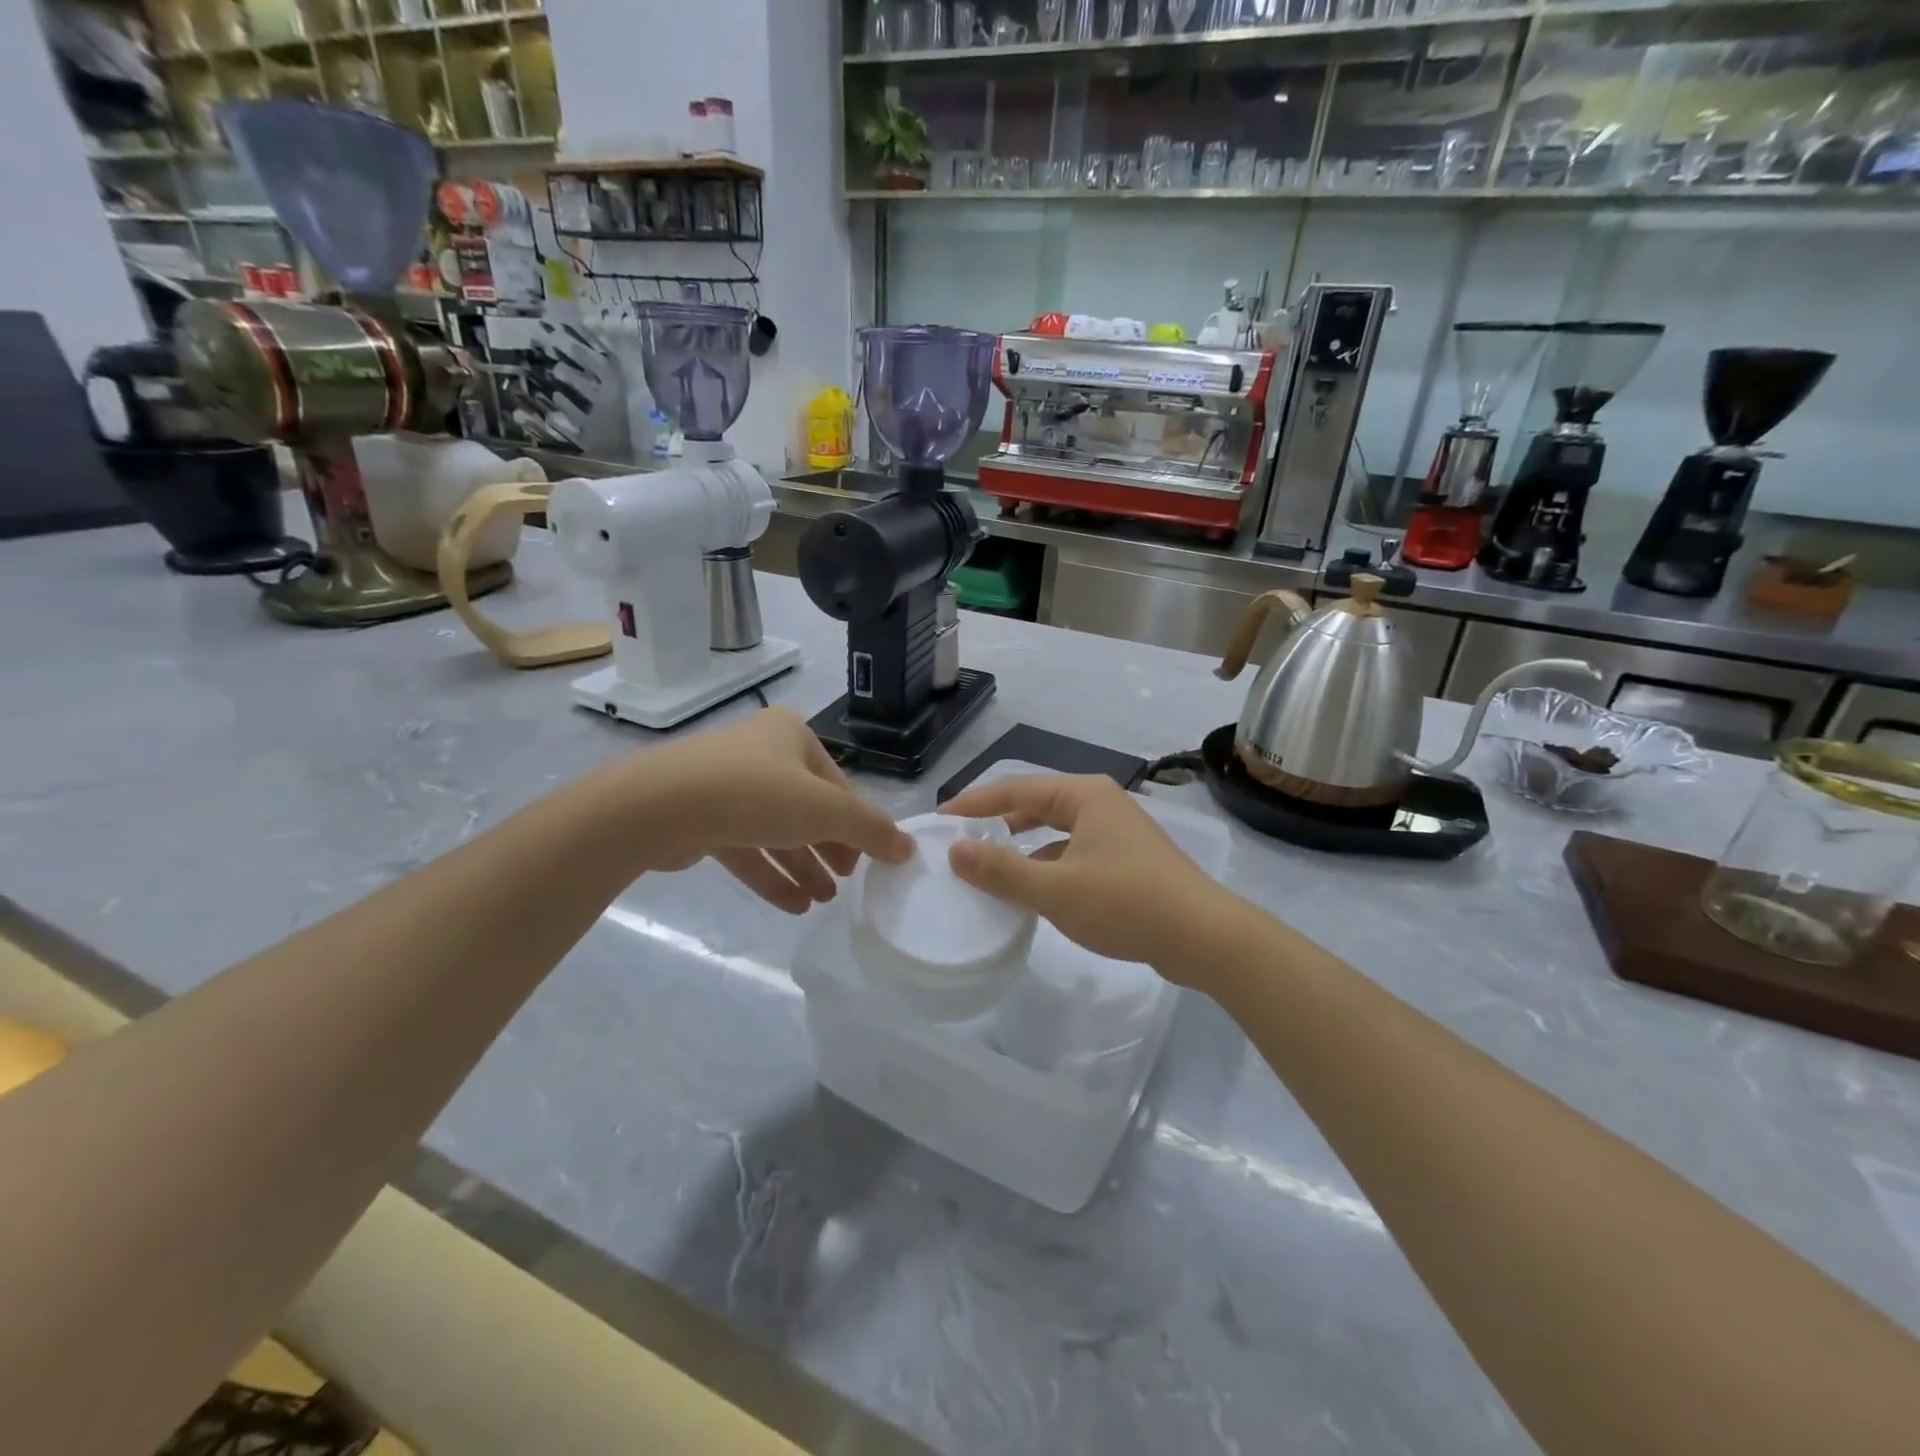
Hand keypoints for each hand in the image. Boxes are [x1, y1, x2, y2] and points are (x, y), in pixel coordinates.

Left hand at [627, 708, 911, 913]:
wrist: (660, 807)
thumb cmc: (756, 794)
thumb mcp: (827, 811)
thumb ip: (871, 830)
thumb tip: (908, 848)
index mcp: (792, 736)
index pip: (837, 785)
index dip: (857, 825)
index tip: (868, 863)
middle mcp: (760, 753)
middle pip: (807, 809)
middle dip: (828, 850)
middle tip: (846, 884)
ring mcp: (725, 785)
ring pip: (775, 831)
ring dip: (802, 867)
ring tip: (822, 901)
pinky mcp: (699, 818)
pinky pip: (745, 848)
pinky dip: (770, 875)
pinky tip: (793, 906)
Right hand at [941, 775, 1240, 983]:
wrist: (1205, 938)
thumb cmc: (1126, 903)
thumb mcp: (1055, 888)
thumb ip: (1001, 870)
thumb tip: (954, 850)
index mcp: (1083, 795)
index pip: (1015, 789)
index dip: (974, 803)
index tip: (940, 820)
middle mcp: (1100, 804)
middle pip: (1035, 805)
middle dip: (997, 823)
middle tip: (961, 843)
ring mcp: (1116, 832)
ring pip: (1055, 831)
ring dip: (1022, 847)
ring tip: (988, 868)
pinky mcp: (1126, 861)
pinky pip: (1073, 853)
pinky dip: (1047, 866)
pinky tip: (1033, 892)